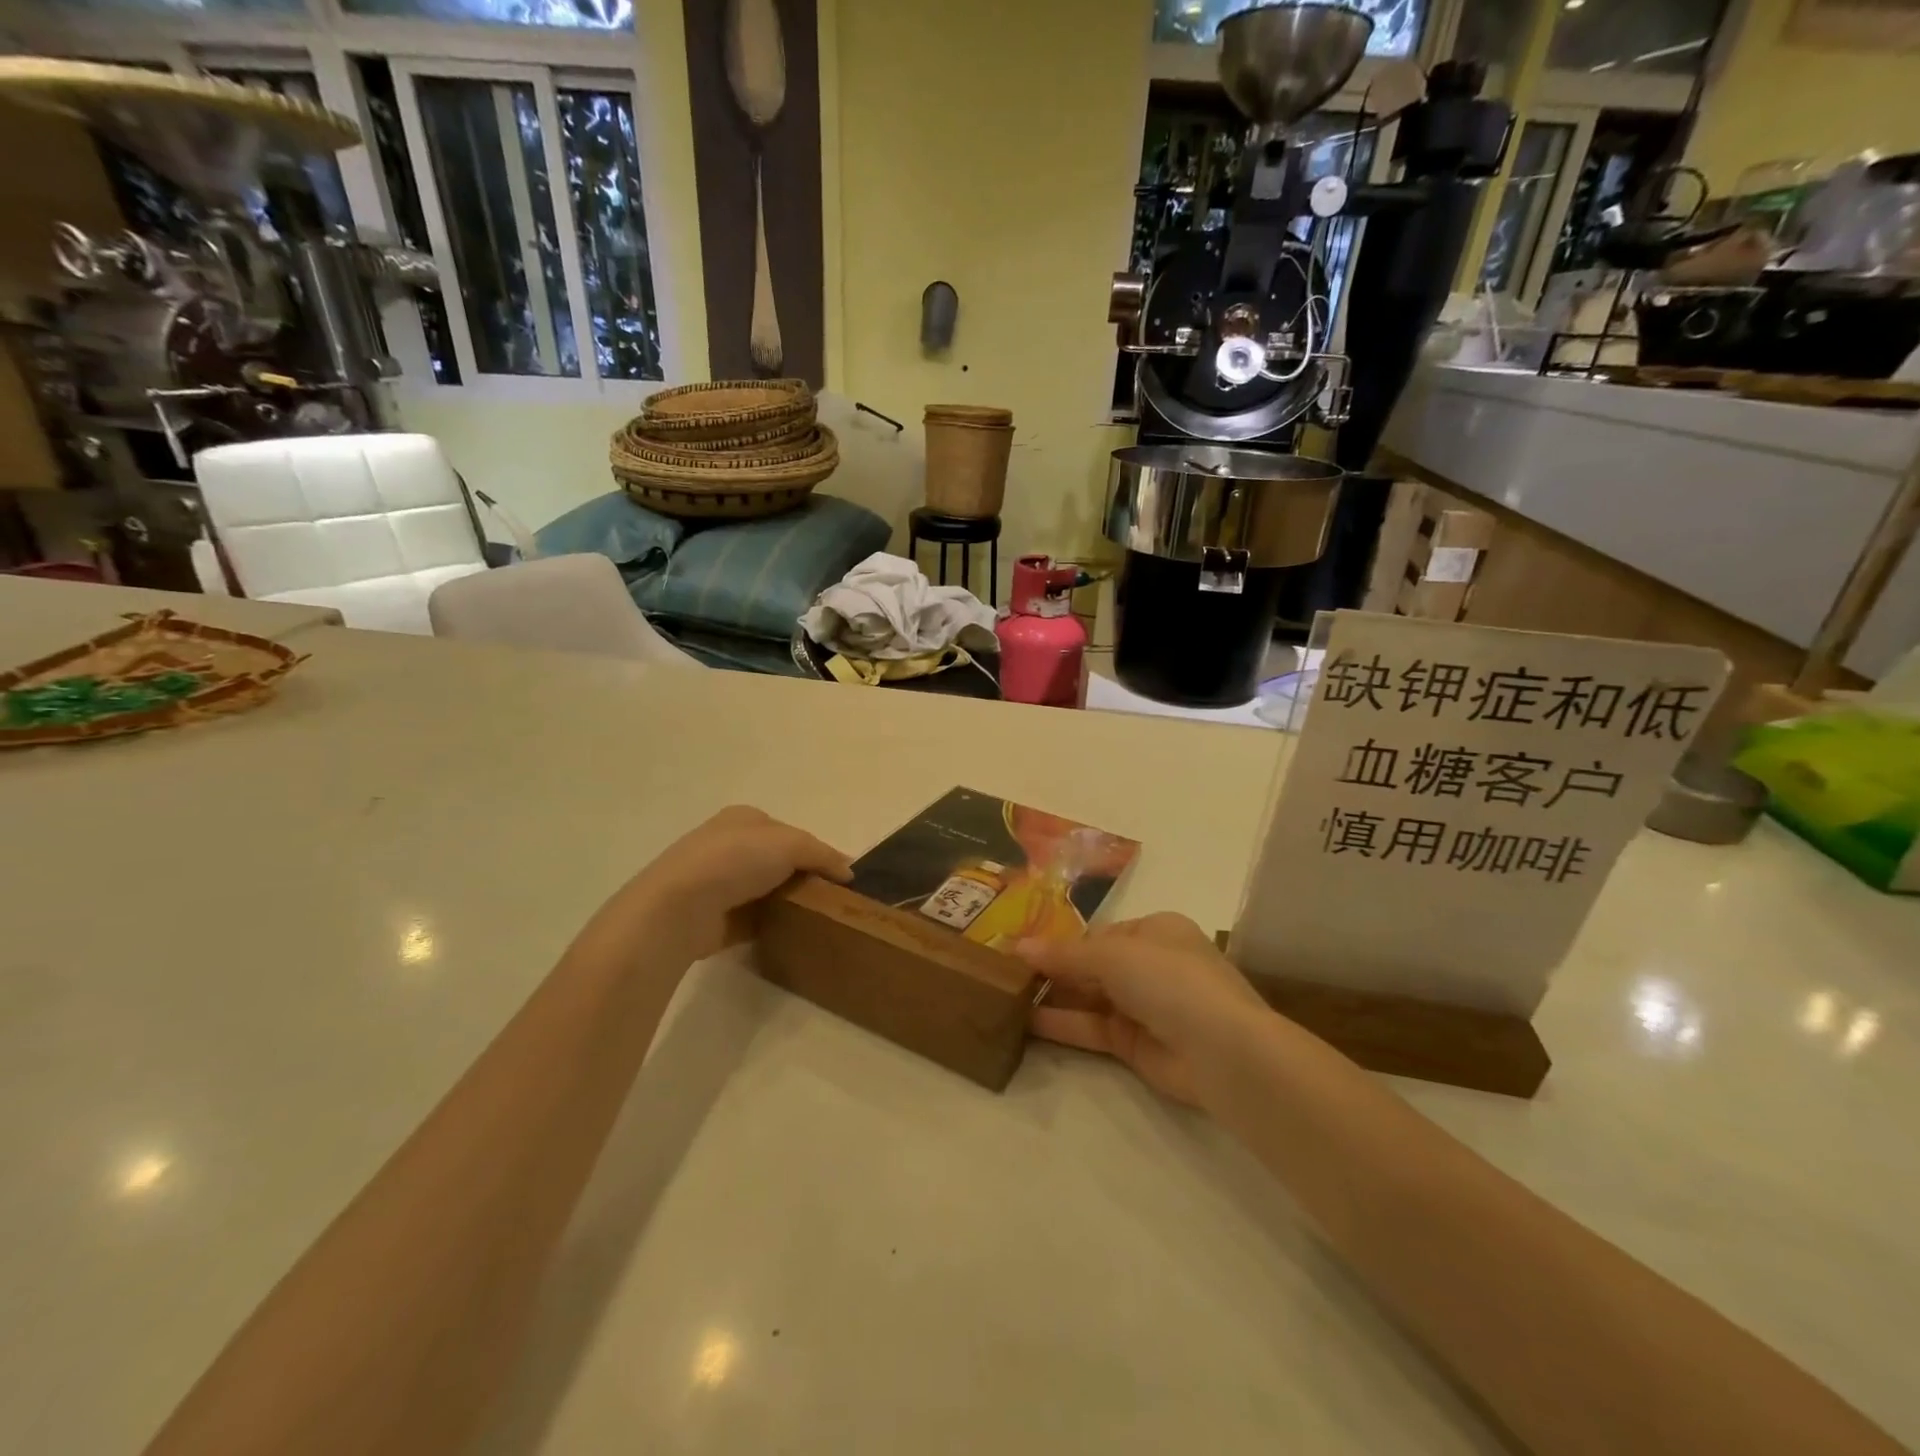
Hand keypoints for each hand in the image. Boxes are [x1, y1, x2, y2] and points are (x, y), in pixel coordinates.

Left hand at [599, 806, 852, 963]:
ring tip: (819, 919)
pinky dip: (773, 924)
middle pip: (779, 861)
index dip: (817, 851)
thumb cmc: (734, 860)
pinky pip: (755, 918)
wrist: (679, 908)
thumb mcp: (790, 844)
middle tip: (832, 899)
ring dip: (789, 902)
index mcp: (744, 819)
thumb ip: (822, 854)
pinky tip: (793, 934)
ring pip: (768, 890)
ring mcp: (719, 883)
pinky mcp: (715, 917)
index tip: (840, 876)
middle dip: (803, 877)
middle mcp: (729, 845)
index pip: (790, 832)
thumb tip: (848, 871)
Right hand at [1020, 913, 1269, 1106]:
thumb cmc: (1170, 980)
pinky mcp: (1135, 1046)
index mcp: (1155, 931)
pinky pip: (1092, 1029)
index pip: (1100, 934)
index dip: (1063, 941)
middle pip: (1092, 966)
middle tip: (1006, 974)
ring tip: (1006, 997)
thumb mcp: (1113, 955)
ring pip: (1089, 998)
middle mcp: (1151, 966)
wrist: (1223, 1050)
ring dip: (1053, 997)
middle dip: (1054, 970)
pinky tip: (1026, 1022)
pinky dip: (1062, 1025)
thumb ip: (1065, 954)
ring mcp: (1144, 1007)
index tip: (1022, 949)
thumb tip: (1018, 946)